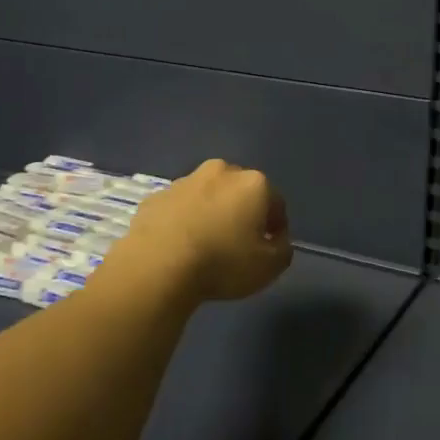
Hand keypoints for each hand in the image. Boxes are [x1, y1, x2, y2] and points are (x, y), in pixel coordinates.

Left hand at [120, 159, 293, 301]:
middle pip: (241, 192)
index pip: (276, 203)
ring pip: (208, 196)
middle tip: (238, 244)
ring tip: (205, 246)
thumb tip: (276, 240)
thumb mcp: (269, 267)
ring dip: (211, 213)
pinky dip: (183, 220)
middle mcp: (221, 172)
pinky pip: (179, 208)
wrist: (156, 266)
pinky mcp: (156, 196)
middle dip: (242, 212)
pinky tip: (178, 246)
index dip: (276, 228)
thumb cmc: (222, 263)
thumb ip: (283, 249)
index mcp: (253, 183)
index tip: (268, 249)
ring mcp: (185, 181)